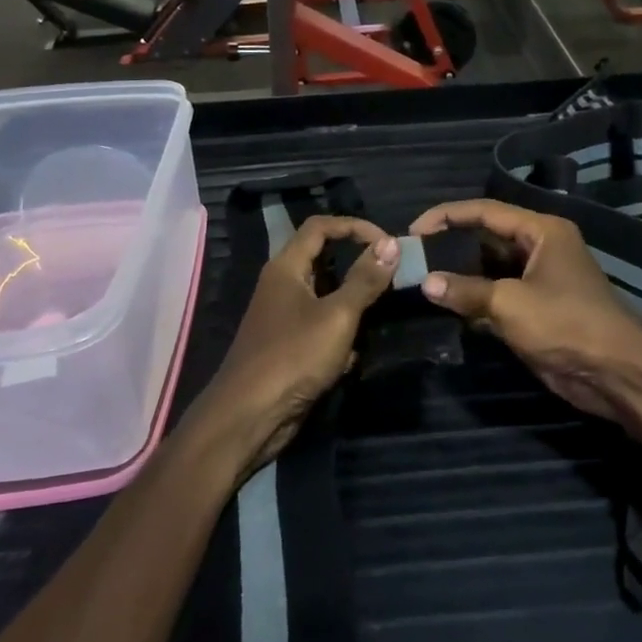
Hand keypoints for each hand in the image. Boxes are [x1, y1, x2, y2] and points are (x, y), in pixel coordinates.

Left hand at [191, 217, 398, 479]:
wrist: (249, 415)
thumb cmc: (293, 357)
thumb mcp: (337, 316)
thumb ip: (365, 279)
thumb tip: (391, 243)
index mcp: (286, 267)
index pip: (321, 227)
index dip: (355, 227)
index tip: (388, 244)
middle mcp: (281, 285)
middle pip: (323, 259)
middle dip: (357, 266)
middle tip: (389, 277)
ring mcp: (283, 316)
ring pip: (325, 296)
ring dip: (351, 305)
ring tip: (375, 316)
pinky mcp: (287, 345)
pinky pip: (320, 326)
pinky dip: (339, 335)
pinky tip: (350, 356)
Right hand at [408, 199, 641, 427]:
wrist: (616, 373)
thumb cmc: (566, 324)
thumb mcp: (510, 304)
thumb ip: (466, 291)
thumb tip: (426, 283)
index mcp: (542, 232)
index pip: (486, 212)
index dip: (447, 216)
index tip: (414, 229)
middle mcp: (541, 248)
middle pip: (487, 238)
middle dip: (451, 245)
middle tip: (414, 256)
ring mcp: (540, 280)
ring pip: (491, 268)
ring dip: (461, 274)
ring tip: (422, 279)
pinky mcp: (537, 308)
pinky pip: (498, 295)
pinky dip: (475, 299)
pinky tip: (447, 306)